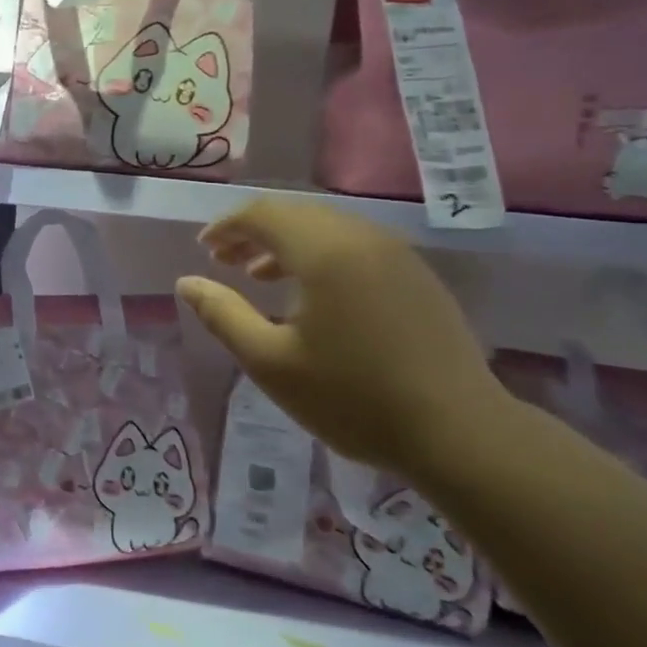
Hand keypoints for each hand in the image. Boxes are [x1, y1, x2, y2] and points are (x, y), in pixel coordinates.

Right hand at [175, 199, 503, 470]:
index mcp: (324, 251)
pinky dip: (320, 255)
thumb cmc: (353, 398)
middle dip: (254, 232)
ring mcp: (396, 254)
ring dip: (286, 244)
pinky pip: (355, 247)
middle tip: (224, 261)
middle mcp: (362, 238)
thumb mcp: (271, 362)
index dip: (227, 226)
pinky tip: (313, 296)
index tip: (204, 250)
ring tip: (258, 277)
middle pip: (295, 214)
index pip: (263, 213)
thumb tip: (187, 282)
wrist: (460, 433)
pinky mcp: (416, 276)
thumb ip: (223, 315)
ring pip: (327, 228)